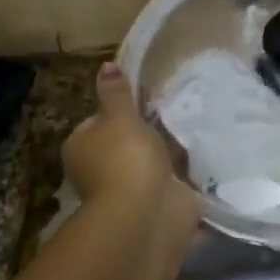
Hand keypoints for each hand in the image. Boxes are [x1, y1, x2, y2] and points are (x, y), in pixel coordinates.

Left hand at [62, 64, 198, 241]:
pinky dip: (181, 175)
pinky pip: (169, 181)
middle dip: (144, 135)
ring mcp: (127, 188)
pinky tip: (199, 157)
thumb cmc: (126, 158)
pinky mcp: (154, 202)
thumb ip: (116, 93)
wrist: (146, 213)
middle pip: (123, 144)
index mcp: (81, 147)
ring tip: (190, 130)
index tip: (143, 102)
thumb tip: (106, 66)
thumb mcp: (120, 117)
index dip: (117, 112)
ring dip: (165, 155)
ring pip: (148, 163)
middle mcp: (98, 170)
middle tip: (171, 113)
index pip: (96, 123)